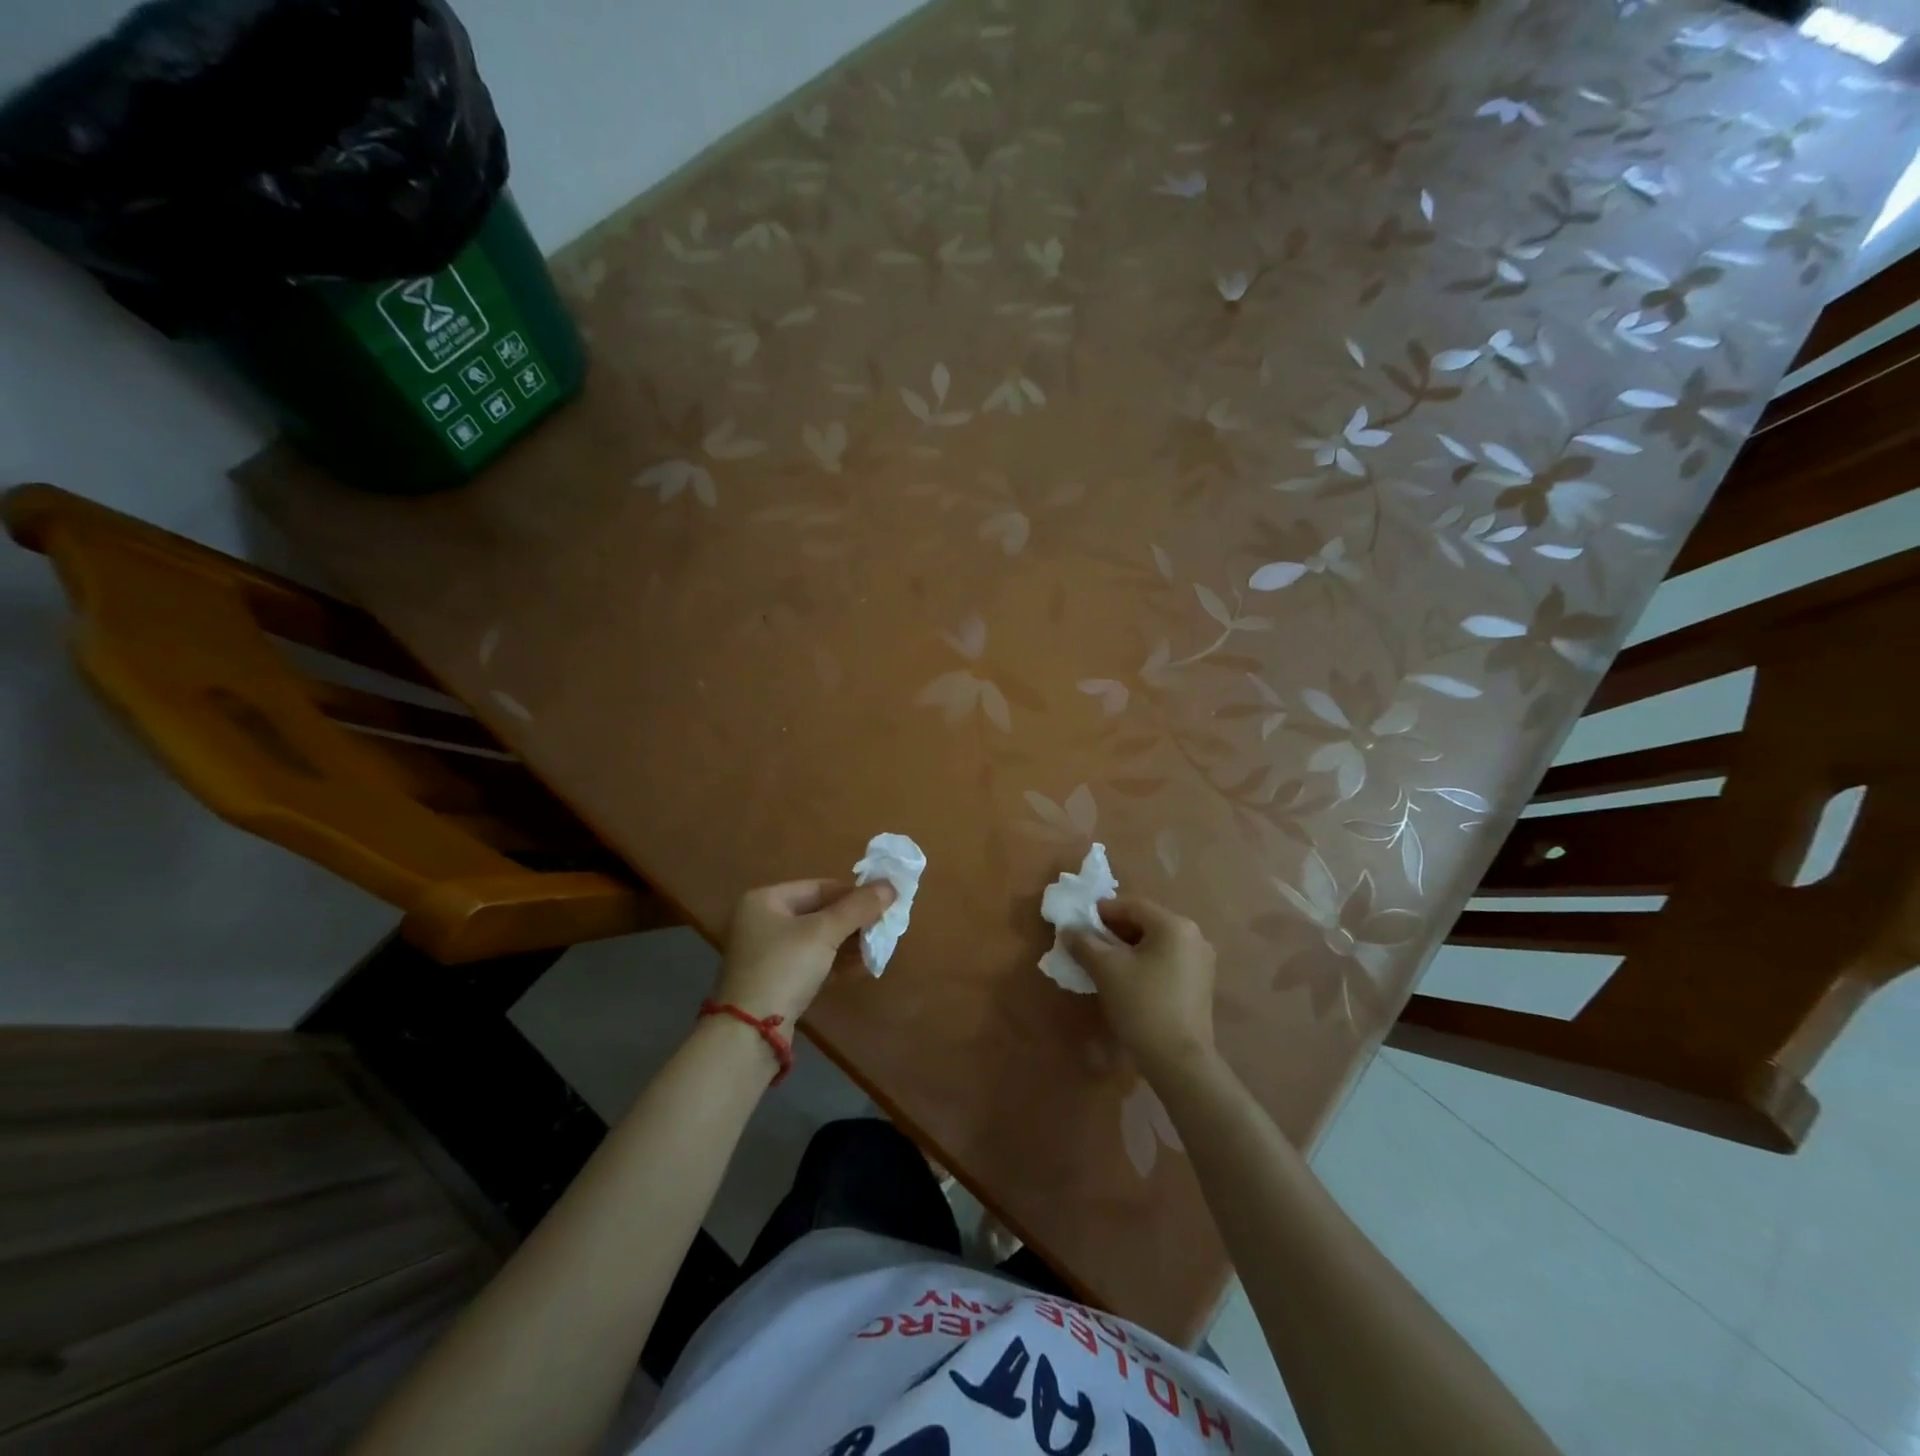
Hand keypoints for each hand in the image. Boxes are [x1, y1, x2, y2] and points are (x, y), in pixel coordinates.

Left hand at [715, 879, 895, 1025]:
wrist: (750, 1032)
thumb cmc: (785, 967)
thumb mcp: (824, 932)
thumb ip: (858, 907)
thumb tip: (890, 885)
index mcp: (765, 899)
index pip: (820, 887)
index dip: (854, 893)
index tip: (884, 903)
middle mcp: (762, 921)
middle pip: (818, 912)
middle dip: (853, 921)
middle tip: (884, 928)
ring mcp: (766, 953)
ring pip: (817, 939)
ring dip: (848, 942)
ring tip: (878, 948)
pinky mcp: (775, 980)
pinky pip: (811, 961)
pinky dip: (835, 962)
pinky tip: (861, 967)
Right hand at [1065, 898, 1216, 1081]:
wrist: (1179, 1061)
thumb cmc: (1142, 1005)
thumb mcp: (1106, 970)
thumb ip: (1085, 943)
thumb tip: (1069, 930)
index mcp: (1174, 925)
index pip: (1132, 906)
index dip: (1103, 911)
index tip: (1080, 923)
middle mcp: (1194, 936)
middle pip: (1146, 922)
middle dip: (1115, 930)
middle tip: (1089, 942)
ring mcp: (1201, 961)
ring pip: (1156, 942)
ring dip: (1128, 947)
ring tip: (1104, 961)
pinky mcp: (1200, 983)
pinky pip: (1166, 959)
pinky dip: (1145, 961)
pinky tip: (1127, 978)